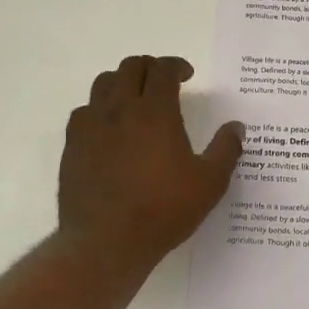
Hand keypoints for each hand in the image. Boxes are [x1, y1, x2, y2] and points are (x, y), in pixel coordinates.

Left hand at [58, 55, 244, 273]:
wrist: (106, 242)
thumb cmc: (163, 210)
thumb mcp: (209, 183)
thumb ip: (226, 150)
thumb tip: (236, 127)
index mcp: (155, 112)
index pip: (162, 69)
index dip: (176, 66)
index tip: (187, 75)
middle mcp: (120, 109)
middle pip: (130, 67)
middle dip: (149, 67)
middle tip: (163, 82)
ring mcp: (91, 126)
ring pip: (103, 84)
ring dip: (122, 82)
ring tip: (135, 99)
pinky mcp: (72, 146)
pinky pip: (84, 112)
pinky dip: (100, 109)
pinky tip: (109, 128)